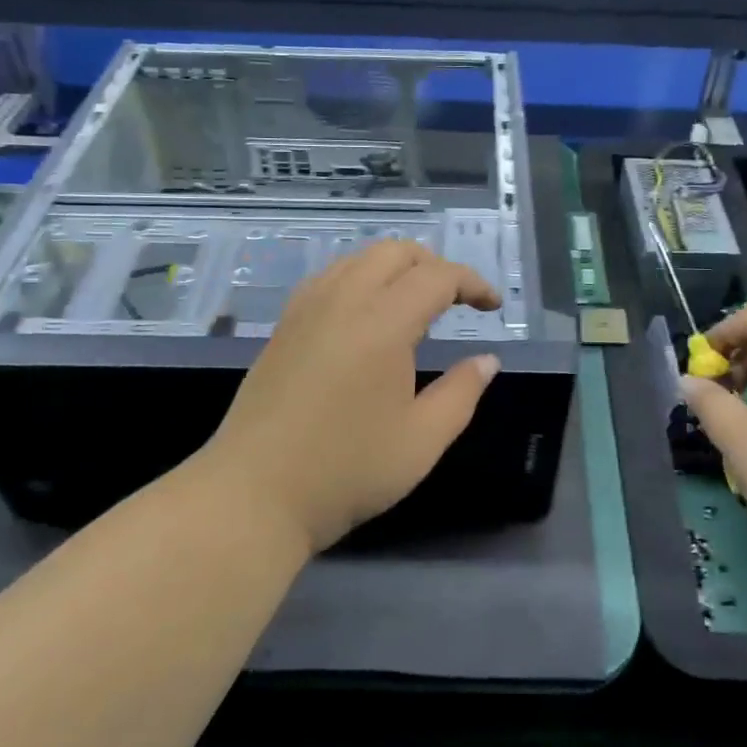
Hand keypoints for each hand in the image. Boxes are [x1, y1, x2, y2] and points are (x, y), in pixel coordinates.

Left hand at [201, 241, 502, 554]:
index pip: (437, 276)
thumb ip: (461, 392)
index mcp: (382, 323)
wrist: (253, 494)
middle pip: (395, 252)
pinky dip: (360, 279)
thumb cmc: (346, 470)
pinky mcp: (283, 326)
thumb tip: (486, 360)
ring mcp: (305, 310)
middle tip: (457, 301)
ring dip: (396, 269)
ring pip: (358, 259)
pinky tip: (365, 317)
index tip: (493, 307)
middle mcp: (342, 301)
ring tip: (415, 307)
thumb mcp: (422, 441)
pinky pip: (329, 278)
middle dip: (435, 265)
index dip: (473, 283)